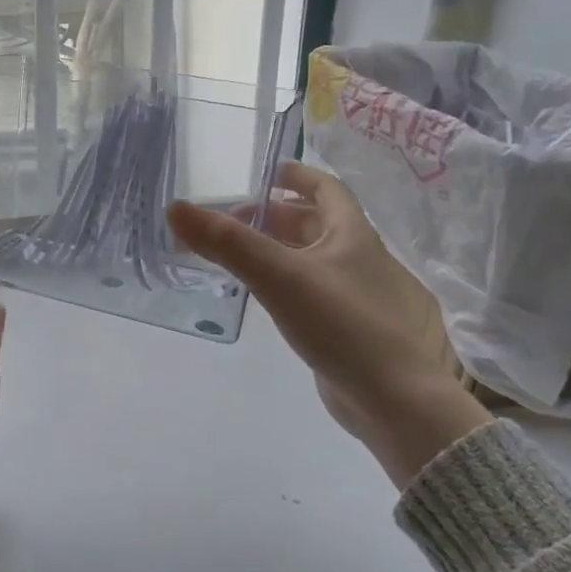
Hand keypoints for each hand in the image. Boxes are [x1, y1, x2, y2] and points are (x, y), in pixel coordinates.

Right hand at [168, 162, 488, 485]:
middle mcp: (358, 258)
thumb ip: (227, 244)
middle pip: (314, 223)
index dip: (297, 175)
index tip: (265, 172)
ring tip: (238, 256)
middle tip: (231, 221)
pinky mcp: (350, 329)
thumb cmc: (343, 324)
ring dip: (278, 250)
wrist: (394, 399)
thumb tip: (175, 209)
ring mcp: (357, 295)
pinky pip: (312, 291)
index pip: (326, 189)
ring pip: (312, 259)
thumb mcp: (279, 277)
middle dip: (274, 216)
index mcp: (352, 234)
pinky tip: (264, 297)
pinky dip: (286, 282)